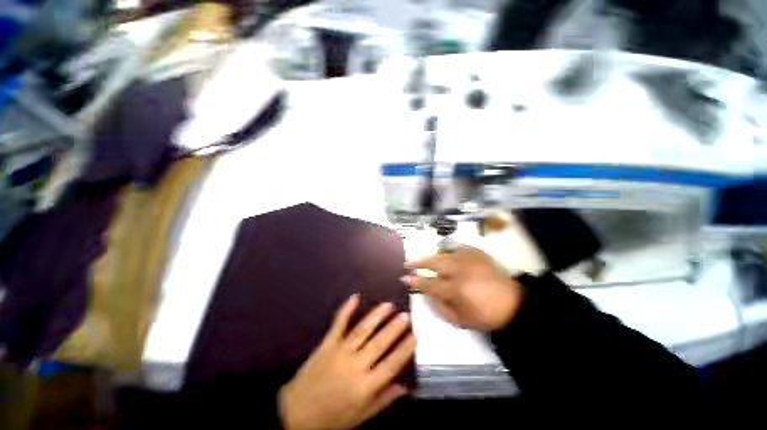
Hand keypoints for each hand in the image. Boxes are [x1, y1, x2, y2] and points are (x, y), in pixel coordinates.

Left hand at [278, 295, 415, 429]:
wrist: (295, 413)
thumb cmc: (331, 419)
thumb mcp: (360, 417)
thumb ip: (383, 400)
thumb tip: (405, 388)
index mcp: (365, 387)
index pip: (391, 364)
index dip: (405, 349)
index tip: (415, 335)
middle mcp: (355, 366)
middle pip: (379, 343)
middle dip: (394, 328)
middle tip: (405, 315)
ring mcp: (339, 351)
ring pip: (362, 330)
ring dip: (377, 316)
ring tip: (389, 305)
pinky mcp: (327, 343)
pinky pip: (338, 324)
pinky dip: (346, 309)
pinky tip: (355, 297)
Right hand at [402, 246, 522, 331]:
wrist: (513, 304)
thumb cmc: (485, 316)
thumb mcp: (460, 320)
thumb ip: (439, 306)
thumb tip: (427, 292)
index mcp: (457, 289)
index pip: (429, 283)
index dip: (415, 280)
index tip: (404, 277)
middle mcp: (461, 270)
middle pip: (434, 262)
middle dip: (419, 262)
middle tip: (408, 263)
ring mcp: (469, 259)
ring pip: (444, 253)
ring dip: (432, 257)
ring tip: (425, 260)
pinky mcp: (477, 253)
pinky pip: (458, 247)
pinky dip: (449, 251)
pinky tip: (445, 254)